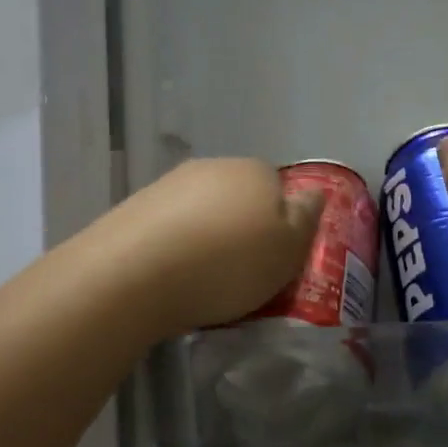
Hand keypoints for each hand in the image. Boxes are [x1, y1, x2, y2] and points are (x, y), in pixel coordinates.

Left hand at [91, 159, 322, 339]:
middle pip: (238, 197)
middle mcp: (212, 167)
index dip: (280, 224)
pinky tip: (170, 275)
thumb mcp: (289, 250)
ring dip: (206, 236)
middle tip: (241, 272)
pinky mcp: (134, 207)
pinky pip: (168, 226)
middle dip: (241, 228)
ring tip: (202, 279)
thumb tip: (313, 192)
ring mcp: (169, 184)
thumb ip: (306, 218)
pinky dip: (174, 246)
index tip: (274, 259)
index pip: (279, 188)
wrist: (134, 274)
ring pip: (201, 210)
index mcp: (255, 170)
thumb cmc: (228, 264)